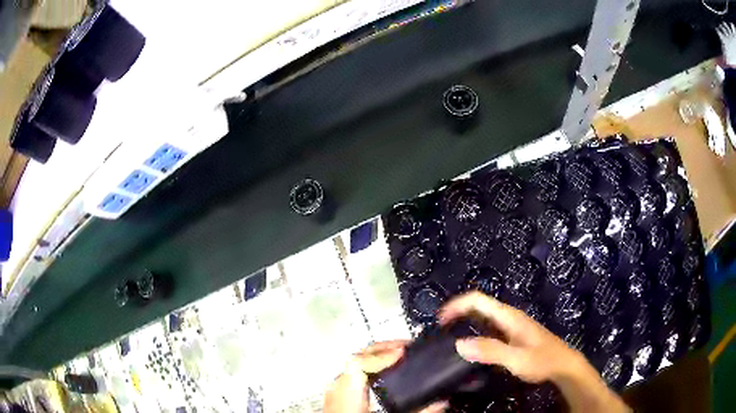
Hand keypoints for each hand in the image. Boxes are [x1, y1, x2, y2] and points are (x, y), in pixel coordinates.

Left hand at [324, 341, 447, 412]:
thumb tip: (444, 402)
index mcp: (347, 396)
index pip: (357, 364)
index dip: (381, 354)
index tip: (404, 352)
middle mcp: (337, 389)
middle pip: (355, 358)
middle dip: (382, 349)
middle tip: (409, 347)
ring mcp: (335, 391)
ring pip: (354, 365)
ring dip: (377, 356)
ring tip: (400, 356)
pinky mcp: (338, 396)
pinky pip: (354, 375)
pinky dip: (371, 368)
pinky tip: (385, 373)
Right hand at [439, 292, 630, 412]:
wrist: (563, 365)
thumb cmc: (542, 360)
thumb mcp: (516, 358)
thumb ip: (489, 350)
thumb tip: (459, 343)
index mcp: (508, 317)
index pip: (478, 300)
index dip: (457, 305)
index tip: (440, 319)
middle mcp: (509, 317)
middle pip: (479, 306)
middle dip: (458, 313)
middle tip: (441, 330)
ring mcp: (511, 326)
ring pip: (484, 317)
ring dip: (466, 322)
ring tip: (450, 337)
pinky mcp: (513, 335)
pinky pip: (489, 328)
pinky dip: (475, 331)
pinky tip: (472, 346)